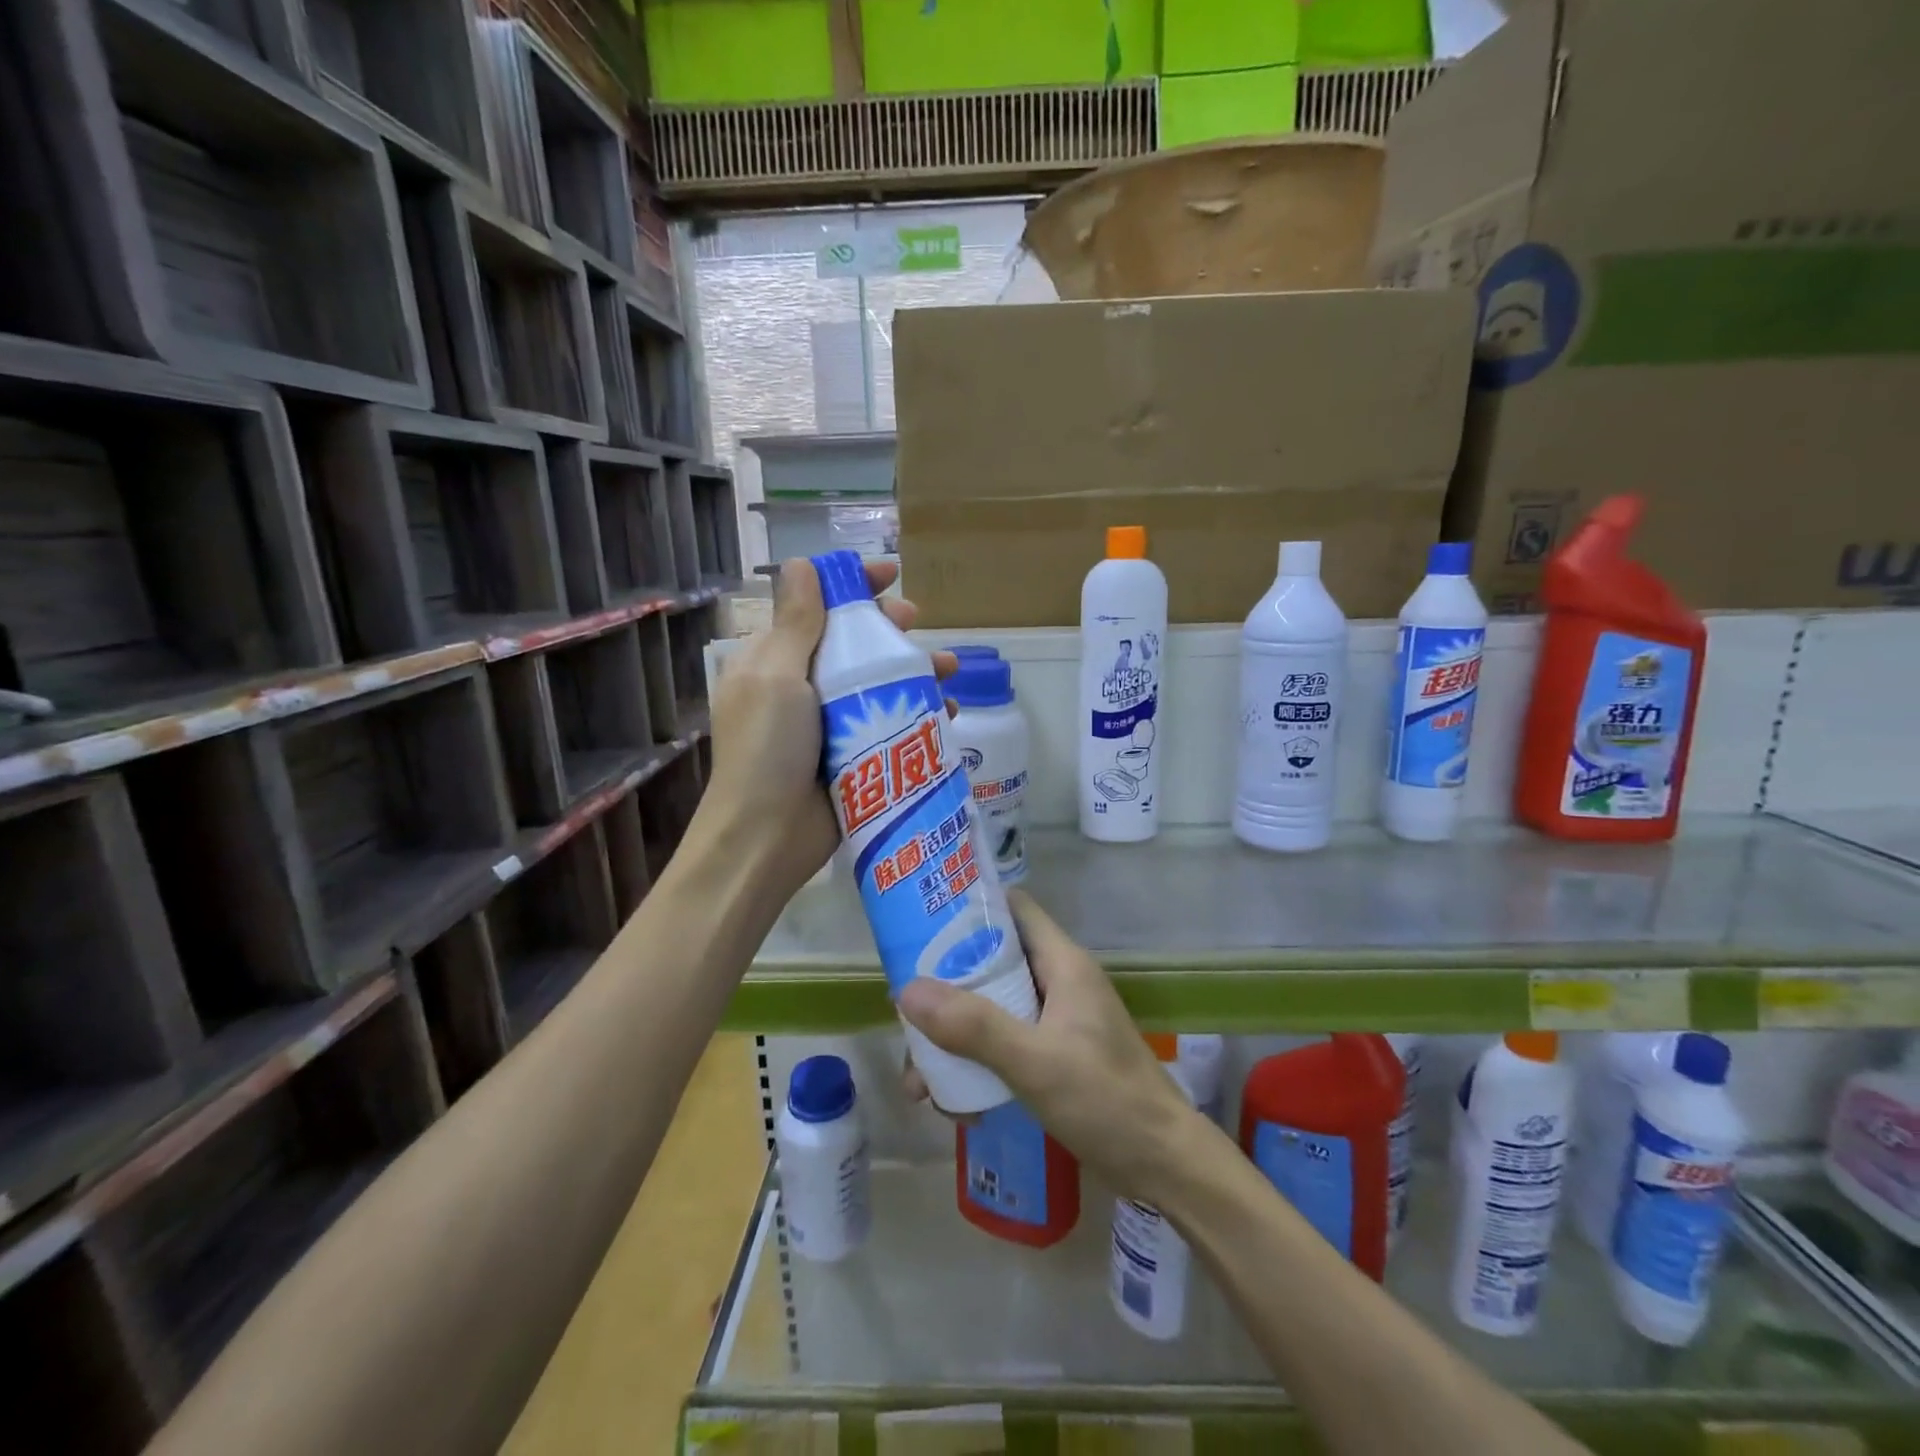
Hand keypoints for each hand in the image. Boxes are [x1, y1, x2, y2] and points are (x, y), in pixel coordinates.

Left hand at [701, 558, 955, 905]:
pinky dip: (921, 713)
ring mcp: (831, 723)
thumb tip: (800, 564)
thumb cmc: (767, 748)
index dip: (850, 585)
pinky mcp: (856, 755)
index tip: (889, 574)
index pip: (814, 607)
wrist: (767, 837)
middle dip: (887, 628)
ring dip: (914, 670)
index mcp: (775, 660)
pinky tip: (949, 712)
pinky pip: (893, 723)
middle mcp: (803, 686)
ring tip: (949, 669)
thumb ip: (795, 623)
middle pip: (852, 643)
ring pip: (879, 683)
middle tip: (914, 623)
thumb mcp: (776, 676)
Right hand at [898, 891, 1202, 1200]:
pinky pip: (1004, 1046)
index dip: (970, 907)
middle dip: (947, 989)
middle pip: (993, 963)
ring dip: (955, 1038)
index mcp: (1062, 963)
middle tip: (907, 1015)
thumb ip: (973, 1026)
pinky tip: (955, 1106)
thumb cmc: (1105, 1100)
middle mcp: (1059, 983)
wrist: (1162, 1167)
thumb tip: (906, 991)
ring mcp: (1058, 1021)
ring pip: (993, 1010)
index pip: (1014, 909)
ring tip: (919, 1081)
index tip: (921, 922)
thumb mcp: (1033, 1061)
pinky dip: (977, 1066)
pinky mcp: (1055, 1057)